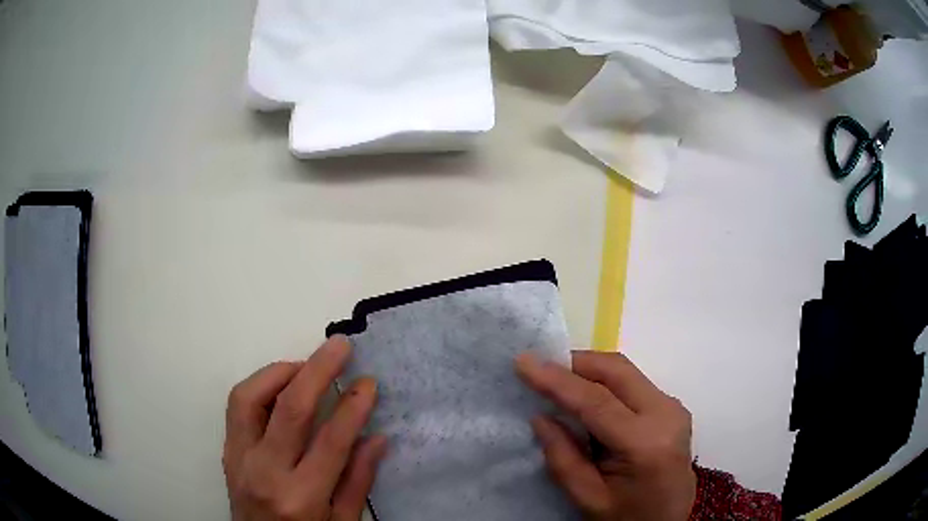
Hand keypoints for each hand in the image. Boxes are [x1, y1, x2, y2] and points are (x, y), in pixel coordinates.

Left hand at [223, 336, 386, 520]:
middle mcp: (265, 473)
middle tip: (340, 345)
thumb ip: (357, 482)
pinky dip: (260, 385)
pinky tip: (281, 386)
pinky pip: (238, 406)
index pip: (330, 441)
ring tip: (307, 366)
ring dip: (281, 371)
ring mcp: (239, 458)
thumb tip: (376, 437)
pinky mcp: (228, 451)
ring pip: (250, 396)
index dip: (353, 407)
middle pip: (289, 408)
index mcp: (301, 498)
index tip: (369, 382)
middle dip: (318, 370)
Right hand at [516, 351, 695, 520]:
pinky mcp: (672, 408)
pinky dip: (606, 382)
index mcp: (646, 443)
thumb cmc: (626, 519)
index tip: (524, 361)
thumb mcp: (588, 498)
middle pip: (617, 371)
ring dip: (590, 371)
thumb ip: (562, 457)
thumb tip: (541, 416)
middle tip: (540, 367)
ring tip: (558, 381)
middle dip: (575, 363)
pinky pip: (634, 383)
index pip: (597, 401)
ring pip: (626, 372)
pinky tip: (587, 396)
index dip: (558, 379)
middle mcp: (666, 415)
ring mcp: (673, 408)